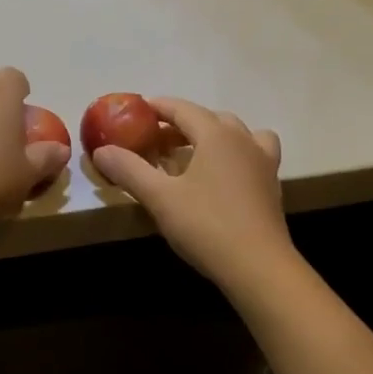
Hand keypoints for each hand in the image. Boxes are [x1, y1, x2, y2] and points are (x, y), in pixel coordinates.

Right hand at [91, 98, 292, 292]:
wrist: (258, 267)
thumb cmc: (206, 225)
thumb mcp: (159, 198)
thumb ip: (129, 170)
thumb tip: (101, 151)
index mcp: (216, 135)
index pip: (183, 109)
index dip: (159, 107)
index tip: (138, 109)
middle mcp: (243, 140)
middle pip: (211, 119)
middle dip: (182, 123)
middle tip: (157, 138)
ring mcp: (263, 163)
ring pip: (238, 134)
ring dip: (214, 135)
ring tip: (194, 152)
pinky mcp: (271, 186)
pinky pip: (252, 155)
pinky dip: (234, 154)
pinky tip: (220, 176)